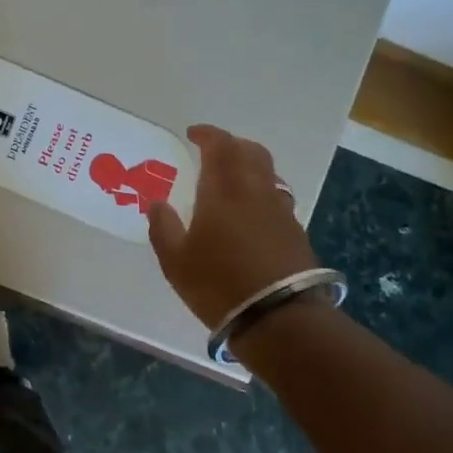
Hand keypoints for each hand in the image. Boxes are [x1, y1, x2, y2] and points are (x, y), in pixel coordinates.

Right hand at [146, 124, 319, 329]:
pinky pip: (277, 196)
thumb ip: (163, 227)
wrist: (279, 318)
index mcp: (223, 191)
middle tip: (213, 151)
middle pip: (250, 151)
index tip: (192, 134)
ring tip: (232, 179)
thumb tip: (157, 203)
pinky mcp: (295, 231)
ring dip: (249, 165)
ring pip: (268, 172)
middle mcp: (255, 191)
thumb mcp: (175, 261)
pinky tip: (251, 211)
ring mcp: (280, 211)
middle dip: (231, 144)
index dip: (207, 134)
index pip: (219, 146)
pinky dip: (261, 191)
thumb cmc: (218, 284)